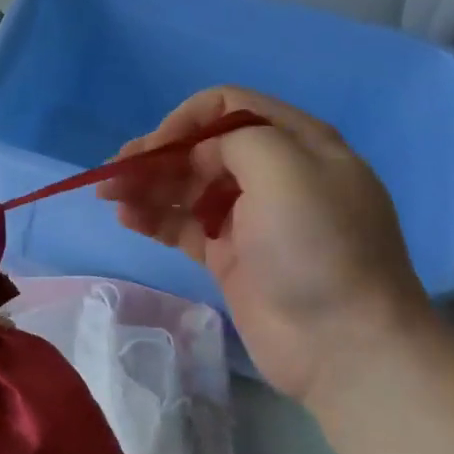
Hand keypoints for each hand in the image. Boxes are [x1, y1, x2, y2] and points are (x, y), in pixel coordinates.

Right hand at [98, 86, 433, 400]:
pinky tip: (126, 218)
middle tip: (115, 172)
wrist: (344, 345)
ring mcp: (250, 217)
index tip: (157, 147)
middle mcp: (271, 173)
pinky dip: (154, 217)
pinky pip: (183, 225)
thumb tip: (201, 157)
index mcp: (296, 143)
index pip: (229, 107)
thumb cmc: (316, 246)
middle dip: (156, 155)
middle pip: (201, 148)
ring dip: (147, 185)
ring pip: (186, 187)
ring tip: (110, 196)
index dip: (186, 120)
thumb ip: (237, 140)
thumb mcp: (287, 169)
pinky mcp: (230, 256)